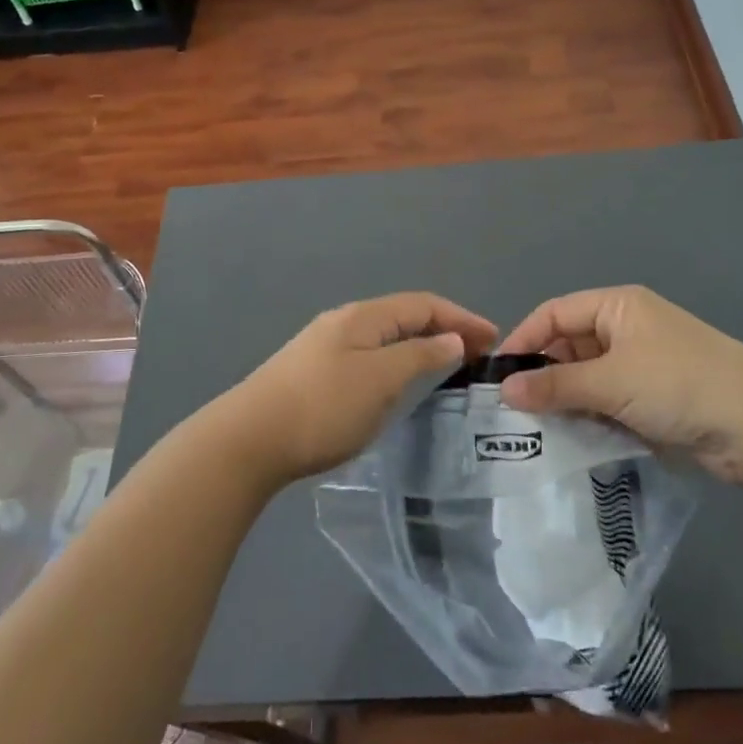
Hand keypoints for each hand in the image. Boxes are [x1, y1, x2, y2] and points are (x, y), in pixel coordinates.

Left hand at [216, 293, 497, 485]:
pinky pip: (368, 356)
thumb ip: (420, 356)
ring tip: (445, 367)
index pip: (423, 304)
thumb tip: (451, 338)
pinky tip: (397, 384)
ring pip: (384, 337)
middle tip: (475, 355)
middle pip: (403, 316)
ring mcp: (324, 346)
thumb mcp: (381, 380)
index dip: (461, 317)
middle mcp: (344, 321)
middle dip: (442, 329)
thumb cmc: (323, 407)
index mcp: (363, 316)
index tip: (494, 339)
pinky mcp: (312, 372)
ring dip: (419, 346)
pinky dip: (396, 362)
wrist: (248, 440)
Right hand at [498, 285, 742, 484]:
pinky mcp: (653, 399)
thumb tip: (504, 392)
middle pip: (569, 346)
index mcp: (617, 307)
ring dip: (566, 401)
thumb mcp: (611, 381)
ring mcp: (642, 365)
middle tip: (515, 411)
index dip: (524, 340)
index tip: (498, 376)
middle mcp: (626, 329)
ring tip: (537, 431)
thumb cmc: (678, 384)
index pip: (554, 314)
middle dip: (543, 376)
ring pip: (587, 379)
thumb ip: (555, 385)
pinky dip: (590, 418)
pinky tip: (572, 440)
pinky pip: (607, 402)